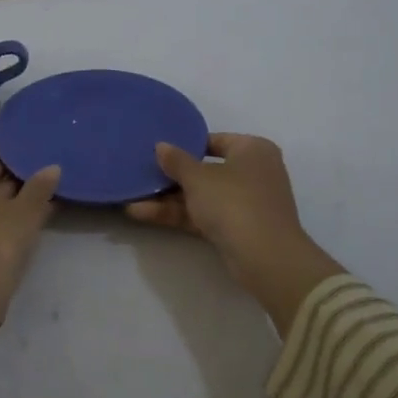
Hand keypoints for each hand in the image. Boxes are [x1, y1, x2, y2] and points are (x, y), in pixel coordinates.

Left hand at [0, 142, 60, 372]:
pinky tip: (31, 213)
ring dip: (9, 193)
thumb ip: (39, 188)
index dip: (7, 146)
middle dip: (10, 170)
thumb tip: (53, 168)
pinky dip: (2, 212)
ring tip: (43, 187)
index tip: (31, 143)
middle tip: (41, 163)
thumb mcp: (23, 214)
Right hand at [126, 133, 342, 336]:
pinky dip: (178, 214)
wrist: (265, 257)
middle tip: (141, 174)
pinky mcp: (237, 228)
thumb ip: (176, 161)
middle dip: (171, 177)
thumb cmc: (234, 202)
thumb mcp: (198, 178)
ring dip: (168, 199)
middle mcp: (253, 172)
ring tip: (131, 198)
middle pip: (205, 170)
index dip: (185, 145)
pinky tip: (142, 213)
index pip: (214, 140)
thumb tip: (160, 146)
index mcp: (252, 149)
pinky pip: (203, 215)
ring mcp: (245, 202)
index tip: (158, 151)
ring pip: (202, 196)